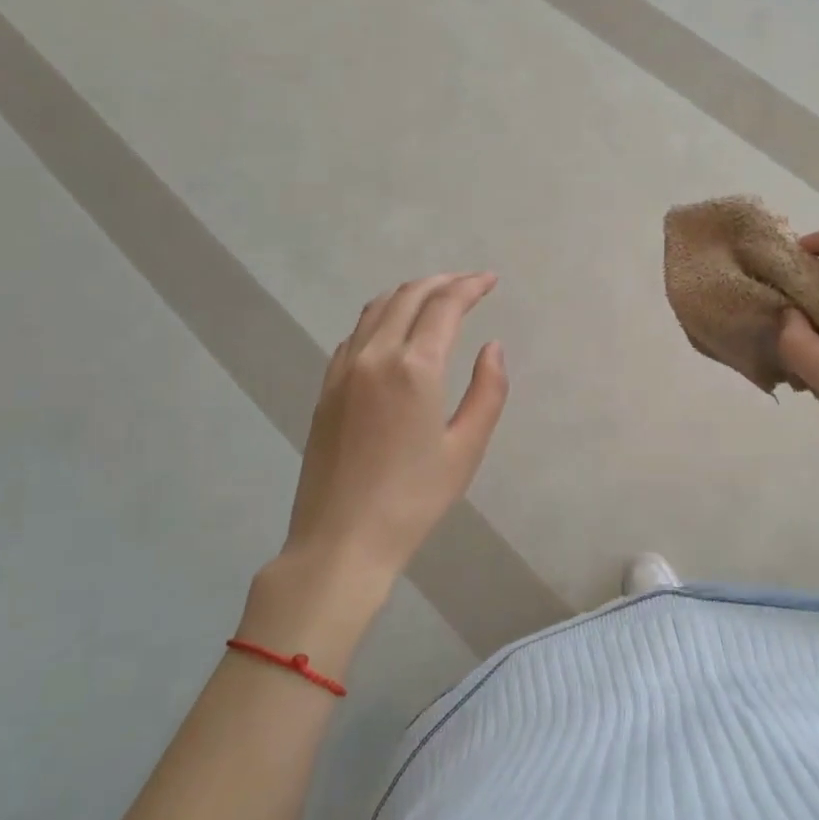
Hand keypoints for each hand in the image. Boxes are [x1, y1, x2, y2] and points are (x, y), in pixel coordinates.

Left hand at [284, 273, 508, 579]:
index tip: (490, 280)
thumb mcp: (465, 449)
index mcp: (414, 368)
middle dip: (442, 282)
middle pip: (408, 296)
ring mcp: (344, 370)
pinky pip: (356, 334)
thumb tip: (492, 347)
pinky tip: (394, 331)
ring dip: (409, 293)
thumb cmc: (413, 499)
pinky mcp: (326, 388)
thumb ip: (487, 391)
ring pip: (377, 309)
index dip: (470, 287)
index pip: (444, 306)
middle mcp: (375, 356)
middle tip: (469, 284)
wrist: (341, 539)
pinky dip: (381, 317)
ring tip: (435, 297)